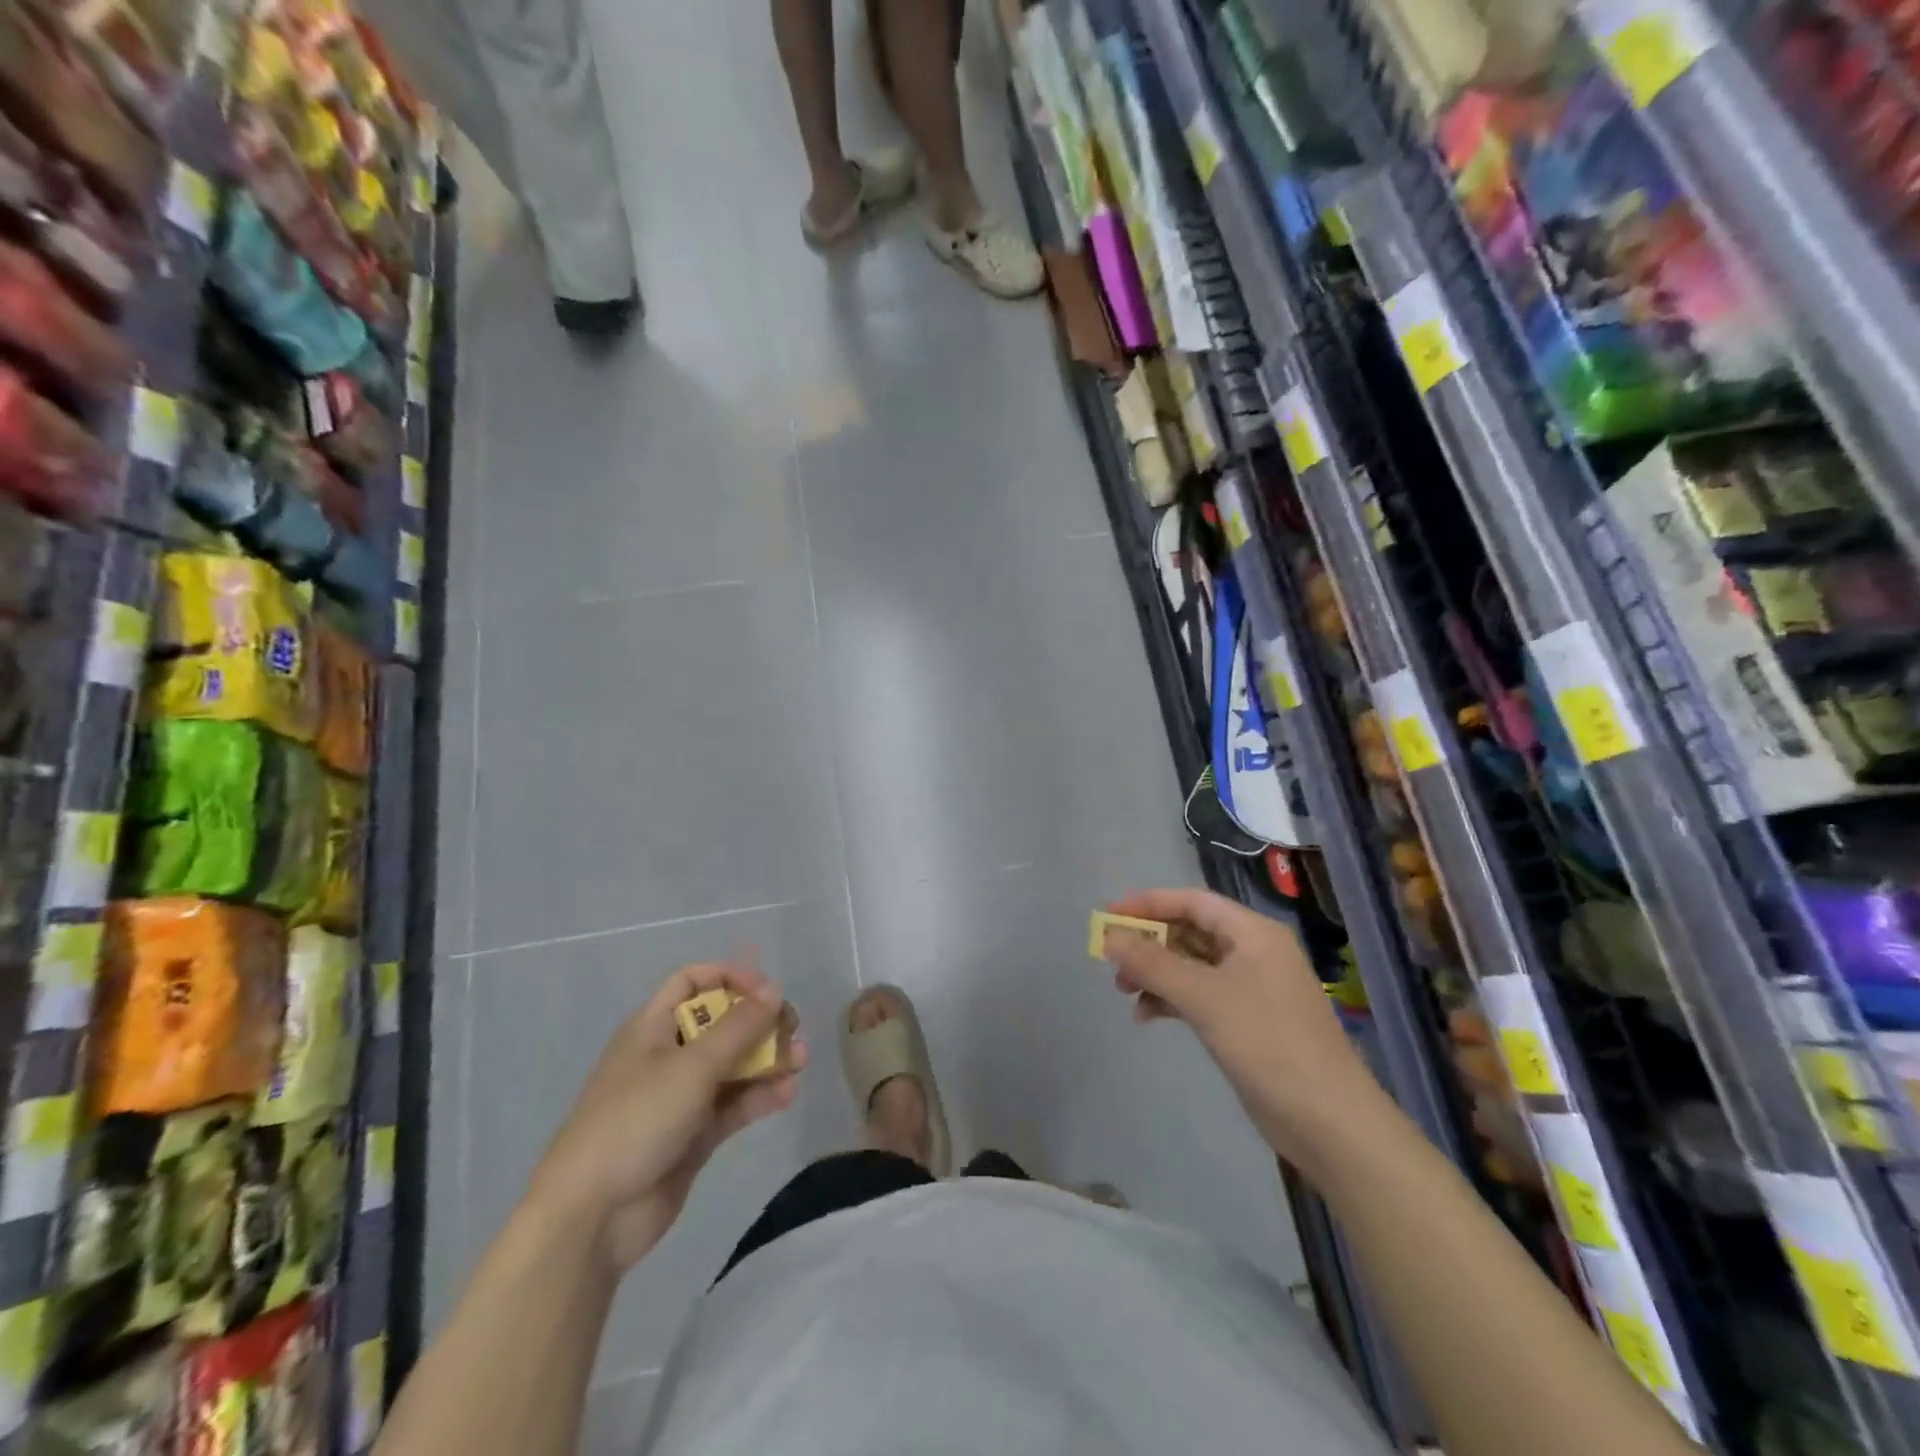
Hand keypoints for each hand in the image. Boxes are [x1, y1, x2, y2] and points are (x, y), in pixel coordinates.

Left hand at [527, 958, 807, 1270]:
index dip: (730, 978)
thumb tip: (774, 987)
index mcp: (652, 1027)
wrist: (592, 1217)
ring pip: (732, 1064)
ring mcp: (681, 1096)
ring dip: (767, 1058)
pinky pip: (733, 1103)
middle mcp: (668, 1054)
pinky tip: (788, 1093)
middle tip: (792, 1028)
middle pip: (720, 1022)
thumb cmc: (637, 1120)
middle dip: (759, 1021)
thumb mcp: (693, 1066)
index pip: (692, 982)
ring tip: (800, 1060)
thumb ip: (739, 1026)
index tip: (766, 991)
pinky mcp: (694, 1134)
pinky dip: (760, 1095)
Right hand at [1100, 888, 1383, 1163]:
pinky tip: (1147, 1016)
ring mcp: (1253, 988)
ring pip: (1193, 966)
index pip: (1193, 901)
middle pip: (1191, 931)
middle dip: (1150, 942)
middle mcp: (1254, 952)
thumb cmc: (1267, 1043)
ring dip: (1157, 973)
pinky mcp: (1248, 1021)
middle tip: (1112, 960)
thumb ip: (1152, 963)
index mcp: (1253, 933)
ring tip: (1124, 991)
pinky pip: (1201, 995)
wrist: (1329, 1121)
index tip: (1109, 915)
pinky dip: (1172, 1000)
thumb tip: (1109, 937)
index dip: (1148, 903)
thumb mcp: (1203, 997)